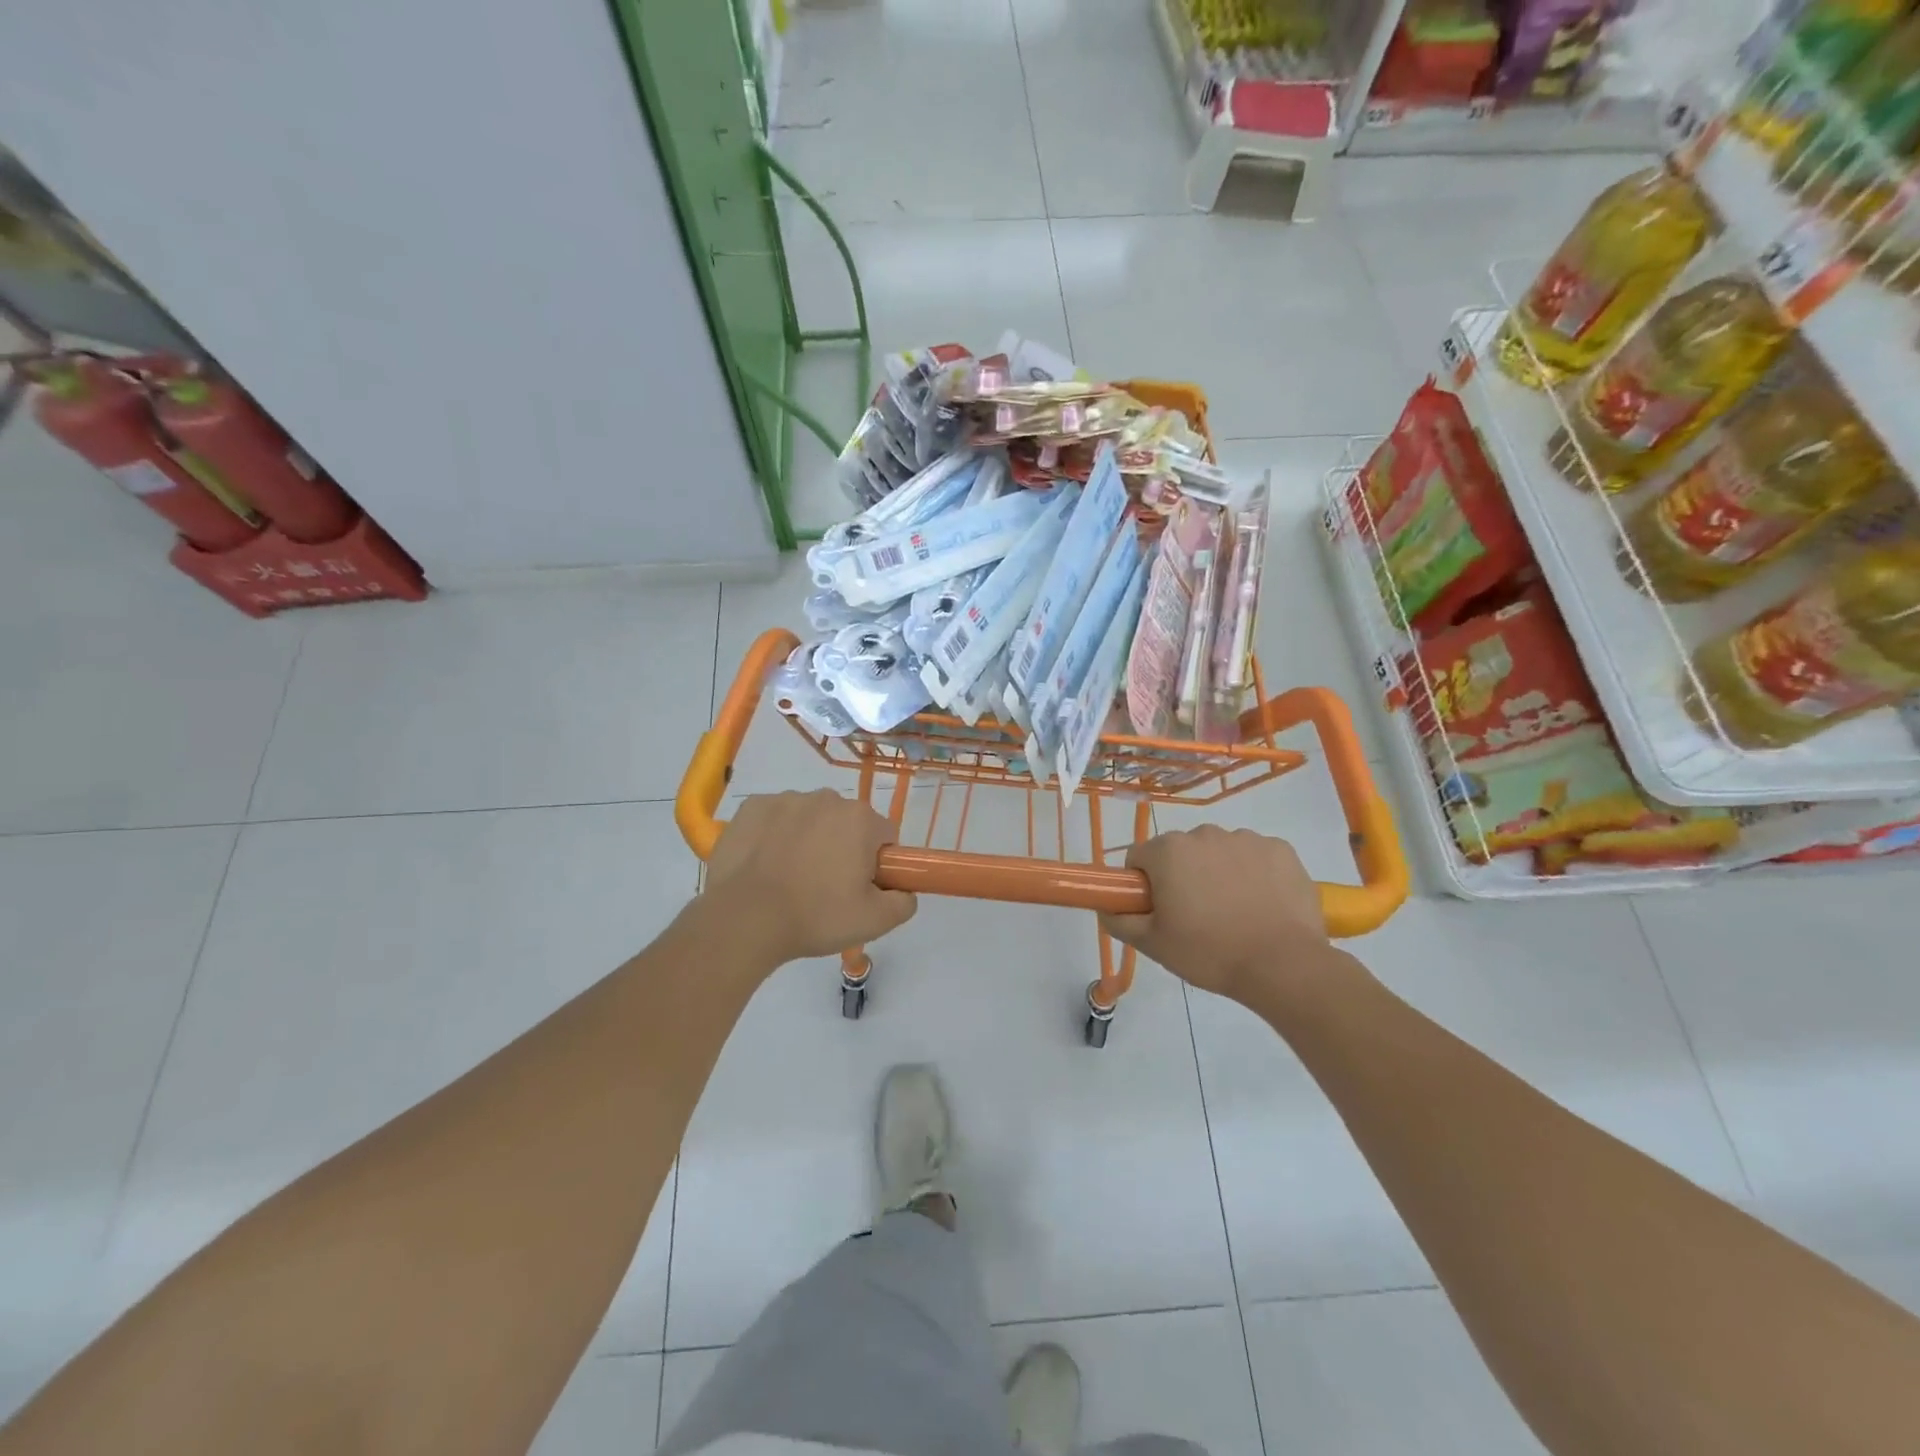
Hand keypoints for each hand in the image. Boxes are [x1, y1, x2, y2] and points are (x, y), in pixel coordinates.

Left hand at [703, 791, 916, 967]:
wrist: (744, 918)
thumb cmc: (815, 916)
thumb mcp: (874, 921)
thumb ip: (904, 902)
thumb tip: (905, 892)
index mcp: (860, 819)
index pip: (884, 836)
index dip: (877, 863)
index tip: (860, 887)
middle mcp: (826, 798)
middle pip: (846, 823)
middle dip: (842, 848)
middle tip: (825, 888)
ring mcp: (786, 799)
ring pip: (809, 818)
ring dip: (808, 839)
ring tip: (790, 879)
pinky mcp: (752, 807)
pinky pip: (774, 819)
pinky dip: (774, 836)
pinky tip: (765, 865)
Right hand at [1100, 827, 1332, 1004]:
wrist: (1283, 965)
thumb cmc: (1209, 952)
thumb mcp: (1153, 944)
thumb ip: (1120, 921)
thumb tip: (1104, 907)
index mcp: (1168, 851)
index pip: (1139, 858)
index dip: (1143, 885)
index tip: (1158, 911)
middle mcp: (1204, 833)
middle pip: (1180, 852)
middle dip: (1182, 876)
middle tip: (1196, 917)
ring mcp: (1246, 838)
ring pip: (1218, 852)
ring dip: (1218, 873)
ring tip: (1234, 915)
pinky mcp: (1281, 849)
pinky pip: (1255, 856)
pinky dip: (1254, 874)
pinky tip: (1262, 905)